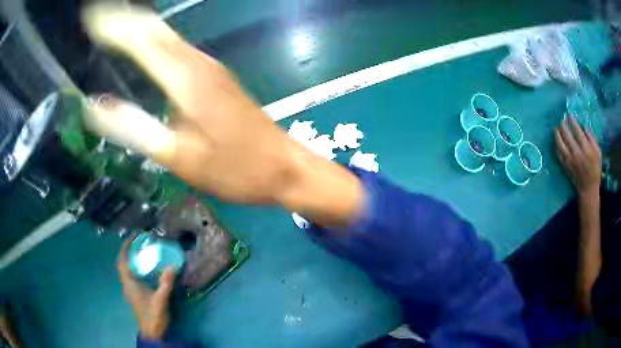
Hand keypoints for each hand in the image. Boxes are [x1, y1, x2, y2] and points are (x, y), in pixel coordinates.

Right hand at [81, 4, 363, 227]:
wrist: (283, 168)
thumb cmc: (237, 169)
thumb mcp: (181, 157)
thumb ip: (137, 130)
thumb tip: (98, 107)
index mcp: (186, 79)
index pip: (141, 40)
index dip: (114, 26)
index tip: (92, 18)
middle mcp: (198, 63)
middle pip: (155, 30)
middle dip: (124, 20)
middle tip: (98, 17)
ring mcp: (209, 68)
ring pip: (166, 38)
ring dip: (138, 29)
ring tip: (111, 28)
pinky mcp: (214, 78)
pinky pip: (176, 50)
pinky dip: (153, 43)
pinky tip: (142, 49)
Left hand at [118, 238, 174, 339]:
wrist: (152, 332)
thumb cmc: (153, 316)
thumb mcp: (160, 300)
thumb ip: (165, 284)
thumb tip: (172, 266)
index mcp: (129, 283)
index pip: (122, 261)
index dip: (125, 247)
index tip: (133, 236)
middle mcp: (127, 284)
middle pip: (124, 263)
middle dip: (130, 250)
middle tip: (140, 241)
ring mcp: (131, 289)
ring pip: (128, 269)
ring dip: (133, 259)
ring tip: (143, 251)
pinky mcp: (136, 294)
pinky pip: (133, 275)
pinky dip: (138, 268)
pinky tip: (148, 268)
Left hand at [555, 116, 601, 197]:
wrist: (588, 189)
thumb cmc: (595, 169)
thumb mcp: (598, 153)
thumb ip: (592, 138)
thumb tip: (584, 126)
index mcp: (586, 150)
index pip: (577, 131)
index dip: (572, 121)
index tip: (569, 115)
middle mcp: (577, 154)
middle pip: (567, 136)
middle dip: (563, 125)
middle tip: (562, 120)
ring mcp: (570, 161)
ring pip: (560, 144)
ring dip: (557, 134)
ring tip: (557, 128)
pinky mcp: (566, 166)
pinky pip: (559, 154)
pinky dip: (556, 145)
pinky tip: (556, 140)